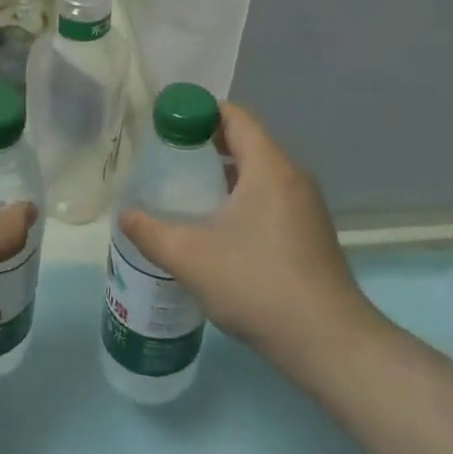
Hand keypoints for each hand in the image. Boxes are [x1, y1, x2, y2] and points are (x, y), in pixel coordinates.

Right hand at [119, 103, 387, 368]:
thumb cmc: (256, 284)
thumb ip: (150, 232)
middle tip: (167, 160)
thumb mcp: (189, 257)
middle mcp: (293, 177)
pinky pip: (270, 199)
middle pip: (247, 142)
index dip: (199, 112)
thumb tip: (125, 216)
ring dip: (224, 175)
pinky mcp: (310, 234)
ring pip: (259, 174)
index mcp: (269, 167)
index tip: (166, 126)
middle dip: (205, 145)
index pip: (235, 116)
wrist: (327, 342)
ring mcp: (306, 207)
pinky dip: (242, 199)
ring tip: (185, 194)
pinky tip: (217, 230)